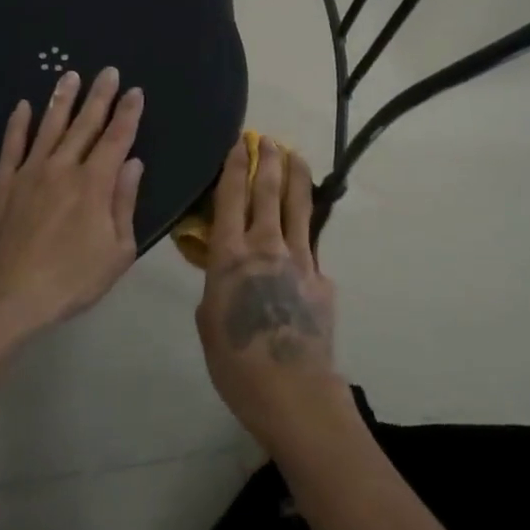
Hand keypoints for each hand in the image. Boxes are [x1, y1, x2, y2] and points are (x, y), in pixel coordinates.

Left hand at [0, 67, 144, 331]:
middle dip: (100, 96)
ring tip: (70, 75)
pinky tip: (22, 106)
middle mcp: (63, 168)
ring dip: (62, 99)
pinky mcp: (2, 182)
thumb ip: (124, 203)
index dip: (128, 113)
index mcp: (95, 184)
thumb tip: (133, 163)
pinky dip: (18, 124)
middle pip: (86, 124)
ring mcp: (29, 172)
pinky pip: (12, 145)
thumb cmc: (70, 280)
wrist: (5, 296)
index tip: (136, 91)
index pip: (117, 139)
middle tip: (109, 71)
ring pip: (49, 126)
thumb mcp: (116, 252)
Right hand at [195, 137, 347, 453]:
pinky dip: (307, 228)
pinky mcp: (322, 277)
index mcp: (230, 255)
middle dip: (268, 160)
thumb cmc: (236, 362)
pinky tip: (306, 227)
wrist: (292, 390)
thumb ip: (216, 284)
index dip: (236, 166)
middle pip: (269, 191)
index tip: (240, 143)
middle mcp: (266, 246)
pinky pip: (312, 245)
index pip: (232, 197)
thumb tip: (226, 270)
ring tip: (295, 154)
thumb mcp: (207, 319)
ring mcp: (300, 259)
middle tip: (268, 139)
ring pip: (299, 206)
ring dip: (296, 176)